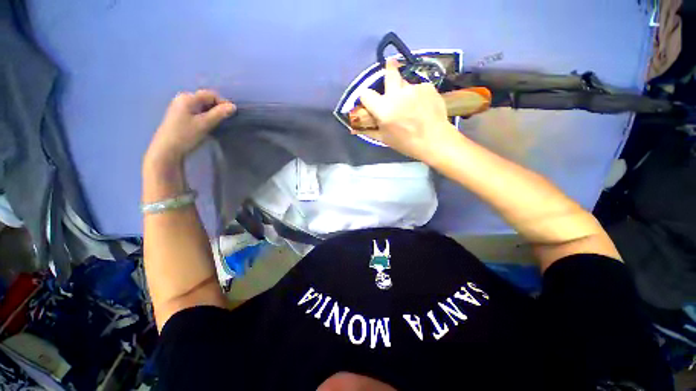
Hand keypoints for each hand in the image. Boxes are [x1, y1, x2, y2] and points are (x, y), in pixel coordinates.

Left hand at [145, 89, 235, 167]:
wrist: (167, 149)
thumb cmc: (186, 135)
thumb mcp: (205, 124)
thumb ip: (219, 114)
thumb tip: (233, 106)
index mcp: (188, 98)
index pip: (210, 95)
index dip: (223, 103)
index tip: (231, 115)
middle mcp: (182, 98)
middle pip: (205, 99)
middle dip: (217, 108)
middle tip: (225, 120)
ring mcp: (179, 107)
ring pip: (201, 106)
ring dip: (211, 113)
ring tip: (217, 124)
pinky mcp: (179, 115)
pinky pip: (196, 111)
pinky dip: (204, 116)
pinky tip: (207, 125)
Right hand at [355, 60, 463, 164]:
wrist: (435, 140)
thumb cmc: (406, 143)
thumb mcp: (384, 139)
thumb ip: (369, 130)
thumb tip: (353, 128)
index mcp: (384, 109)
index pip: (366, 94)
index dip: (366, 98)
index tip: (370, 102)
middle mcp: (397, 94)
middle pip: (389, 73)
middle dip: (389, 68)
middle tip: (390, 65)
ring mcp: (414, 88)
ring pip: (405, 83)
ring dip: (404, 90)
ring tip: (412, 104)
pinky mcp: (427, 86)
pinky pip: (418, 87)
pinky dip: (417, 94)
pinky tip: (423, 105)